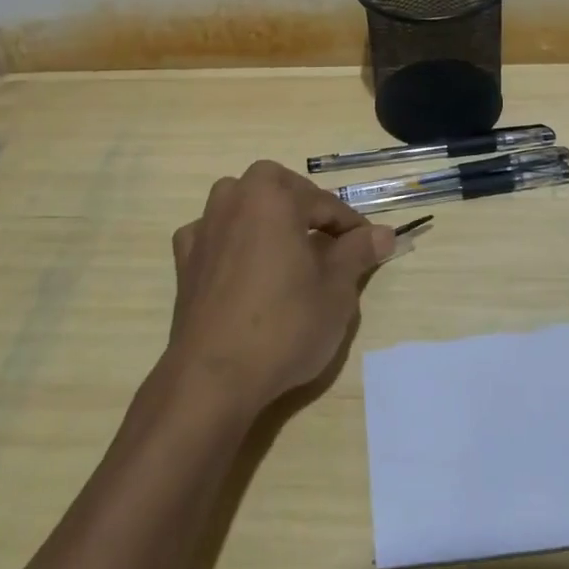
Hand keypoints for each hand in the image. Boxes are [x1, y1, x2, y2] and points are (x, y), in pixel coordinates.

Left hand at [165, 160, 395, 420]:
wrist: (214, 377)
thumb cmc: (285, 325)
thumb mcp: (336, 290)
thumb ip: (358, 252)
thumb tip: (383, 233)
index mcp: (272, 195)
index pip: (325, 203)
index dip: (351, 226)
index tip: (370, 247)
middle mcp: (233, 199)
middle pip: (279, 192)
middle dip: (306, 210)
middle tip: (330, 244)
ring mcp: (204, 228)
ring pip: (243, 206)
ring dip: (266, 218)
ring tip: (287, 250)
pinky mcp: (184, 260)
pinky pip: (215, 236)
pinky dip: (233, 242)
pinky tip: (245, 267)